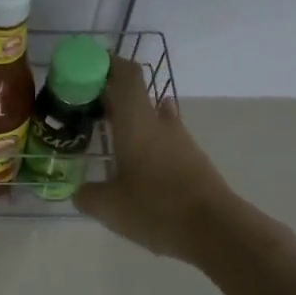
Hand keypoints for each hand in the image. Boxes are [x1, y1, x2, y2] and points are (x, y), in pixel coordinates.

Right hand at [75, 56, 239, 263]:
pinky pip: (164, 141)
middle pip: (137, 95)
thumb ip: (87, 195)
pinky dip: (145, 143)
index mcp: (137, 122)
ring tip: (106, 137)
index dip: (107, 64)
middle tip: (85, 108)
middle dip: (111, 96)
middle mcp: (160, 124)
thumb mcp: (108, 207)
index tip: (86, 67)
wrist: (216, 230)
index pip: (126, 75)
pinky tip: (134, 164)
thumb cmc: (156, 208)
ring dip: (130, 120)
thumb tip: (80, 192)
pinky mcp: (193, 161)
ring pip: (152, 118)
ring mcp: (181, 142)